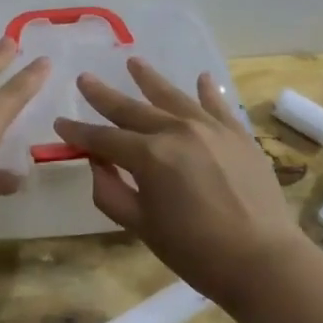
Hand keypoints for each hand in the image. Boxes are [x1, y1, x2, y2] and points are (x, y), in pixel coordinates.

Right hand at [53, 59, 306, 305]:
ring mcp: (211, 128)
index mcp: (149, 156)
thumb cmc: (195, 251)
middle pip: (133, 109)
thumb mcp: (141, 227)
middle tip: (85, 79)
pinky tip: (201, 78)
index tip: (60, 122)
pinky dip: (208, 91)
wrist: (262, 260)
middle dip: (104, 96)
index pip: (103, 139)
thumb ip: (111, 192)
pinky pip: (219, 105)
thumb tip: (97, 163)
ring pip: (173, 97)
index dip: (79, 132)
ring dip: (150, 79)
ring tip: (134, 62)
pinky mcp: (239, 135)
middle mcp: (177, 131)